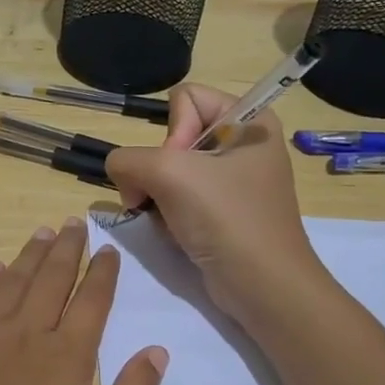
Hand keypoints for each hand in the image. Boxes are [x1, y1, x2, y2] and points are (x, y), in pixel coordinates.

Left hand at [0, 219, 166, 384]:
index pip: (91, 302)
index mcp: (65, 357)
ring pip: (11, 282)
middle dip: (67, 249)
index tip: (110, 250)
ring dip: (29, 255)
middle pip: (50, 280)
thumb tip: (157, 350)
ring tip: (42, 233)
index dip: (103, 274)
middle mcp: (24, 334)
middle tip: (74, 222)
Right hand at [104, 83, 325, 318]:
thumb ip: (128, 159)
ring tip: (170, 220)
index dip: (173, 132)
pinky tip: (177, 233)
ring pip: (170, 170)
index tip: (181, 168)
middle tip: (167, 198)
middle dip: (159, 170)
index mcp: (249, 119)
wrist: (262, 286)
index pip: (185, 98)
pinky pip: (179, 197)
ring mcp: (233, 180)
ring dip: (158, 196)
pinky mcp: (223, 211)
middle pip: (174, 136)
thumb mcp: (169, 174)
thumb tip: (122, 174)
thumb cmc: (226, 218)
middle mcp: (243, 143)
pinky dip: (169, 214)